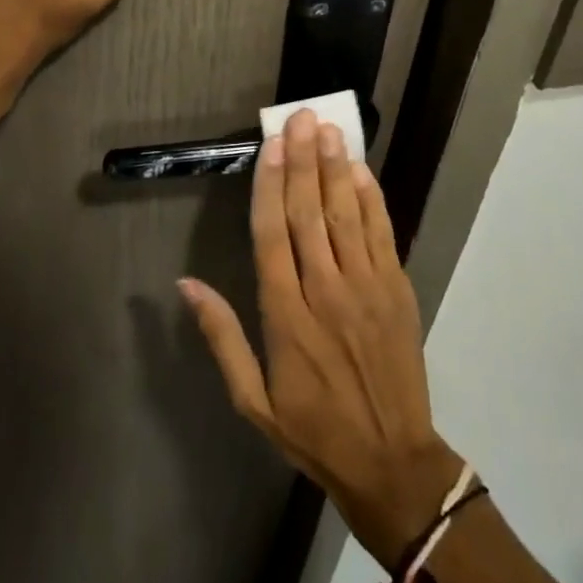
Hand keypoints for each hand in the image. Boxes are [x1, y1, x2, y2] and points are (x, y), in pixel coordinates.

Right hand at [180, 110, 463, 566]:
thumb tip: (185, 283)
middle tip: (300, 118)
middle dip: (303, 161)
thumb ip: (222, 336)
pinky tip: (360, 169)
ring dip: (335, 168)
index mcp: (286, 316)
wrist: (393, 464)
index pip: (272, 236)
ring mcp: (366, 288)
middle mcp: (325, 291)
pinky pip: (382, 234)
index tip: (270, 145)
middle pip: (310, 214)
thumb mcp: (252, 399)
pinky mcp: (397, 290)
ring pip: (346, 215)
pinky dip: (371, 199)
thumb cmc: (313, 429)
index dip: (270, 186)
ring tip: (328, 129)